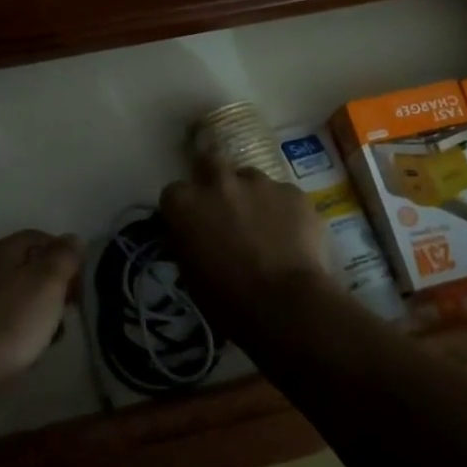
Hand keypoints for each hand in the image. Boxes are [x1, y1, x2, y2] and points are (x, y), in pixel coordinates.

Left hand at [0, 230, 80, 392]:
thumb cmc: (7, 322)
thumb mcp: (47, 285)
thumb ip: (63, 258)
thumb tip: (72, 239)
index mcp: (2, 250)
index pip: (39, 237)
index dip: (64, 254)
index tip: (80, 282)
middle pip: (25, 265)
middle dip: (51, 285)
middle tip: (68, 309)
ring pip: (12, 293)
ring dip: (35, 309)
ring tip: (49, 336)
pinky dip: (14, 326)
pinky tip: (21, 349)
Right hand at [160, 156, 330, 328]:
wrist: (285, 304)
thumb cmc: (227, 299)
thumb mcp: (190, 274)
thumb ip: (187, 242)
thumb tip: (192, 235)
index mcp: (185, 203)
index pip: (173, 194)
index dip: (183, 209)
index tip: (191, 225)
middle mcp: (218, 182)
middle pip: (210, 161)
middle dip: (213, 176)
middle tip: (223, 202)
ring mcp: (259, 183)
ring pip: (250, 178)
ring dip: (251, 195)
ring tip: (263, 224)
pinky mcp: (293, 192)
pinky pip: (283, 195)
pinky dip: (283, 210)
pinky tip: (291, 236)